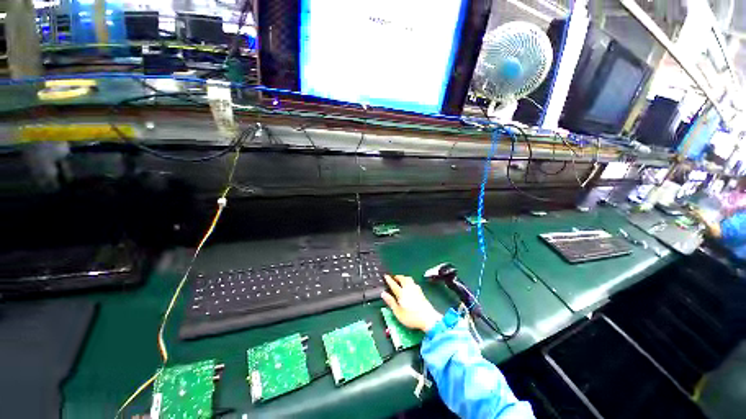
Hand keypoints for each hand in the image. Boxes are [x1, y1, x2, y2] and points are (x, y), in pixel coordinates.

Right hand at [381, 274, 441, 332]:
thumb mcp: (398, 312)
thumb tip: (383, 293)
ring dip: (404, 278)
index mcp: (401, 293)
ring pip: (409, 279)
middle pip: (402, 279)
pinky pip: (413, 282)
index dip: (389, 280)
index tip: (386, 276)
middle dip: (397, 277)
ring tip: (401, 280)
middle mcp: (408, 288)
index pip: (394, 284)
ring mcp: (415, 289)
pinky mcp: (421, 292)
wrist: (428, 318)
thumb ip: (391, 302)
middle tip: (394, 277)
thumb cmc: (411, 317)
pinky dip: (409, 281)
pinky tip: (410, 285)